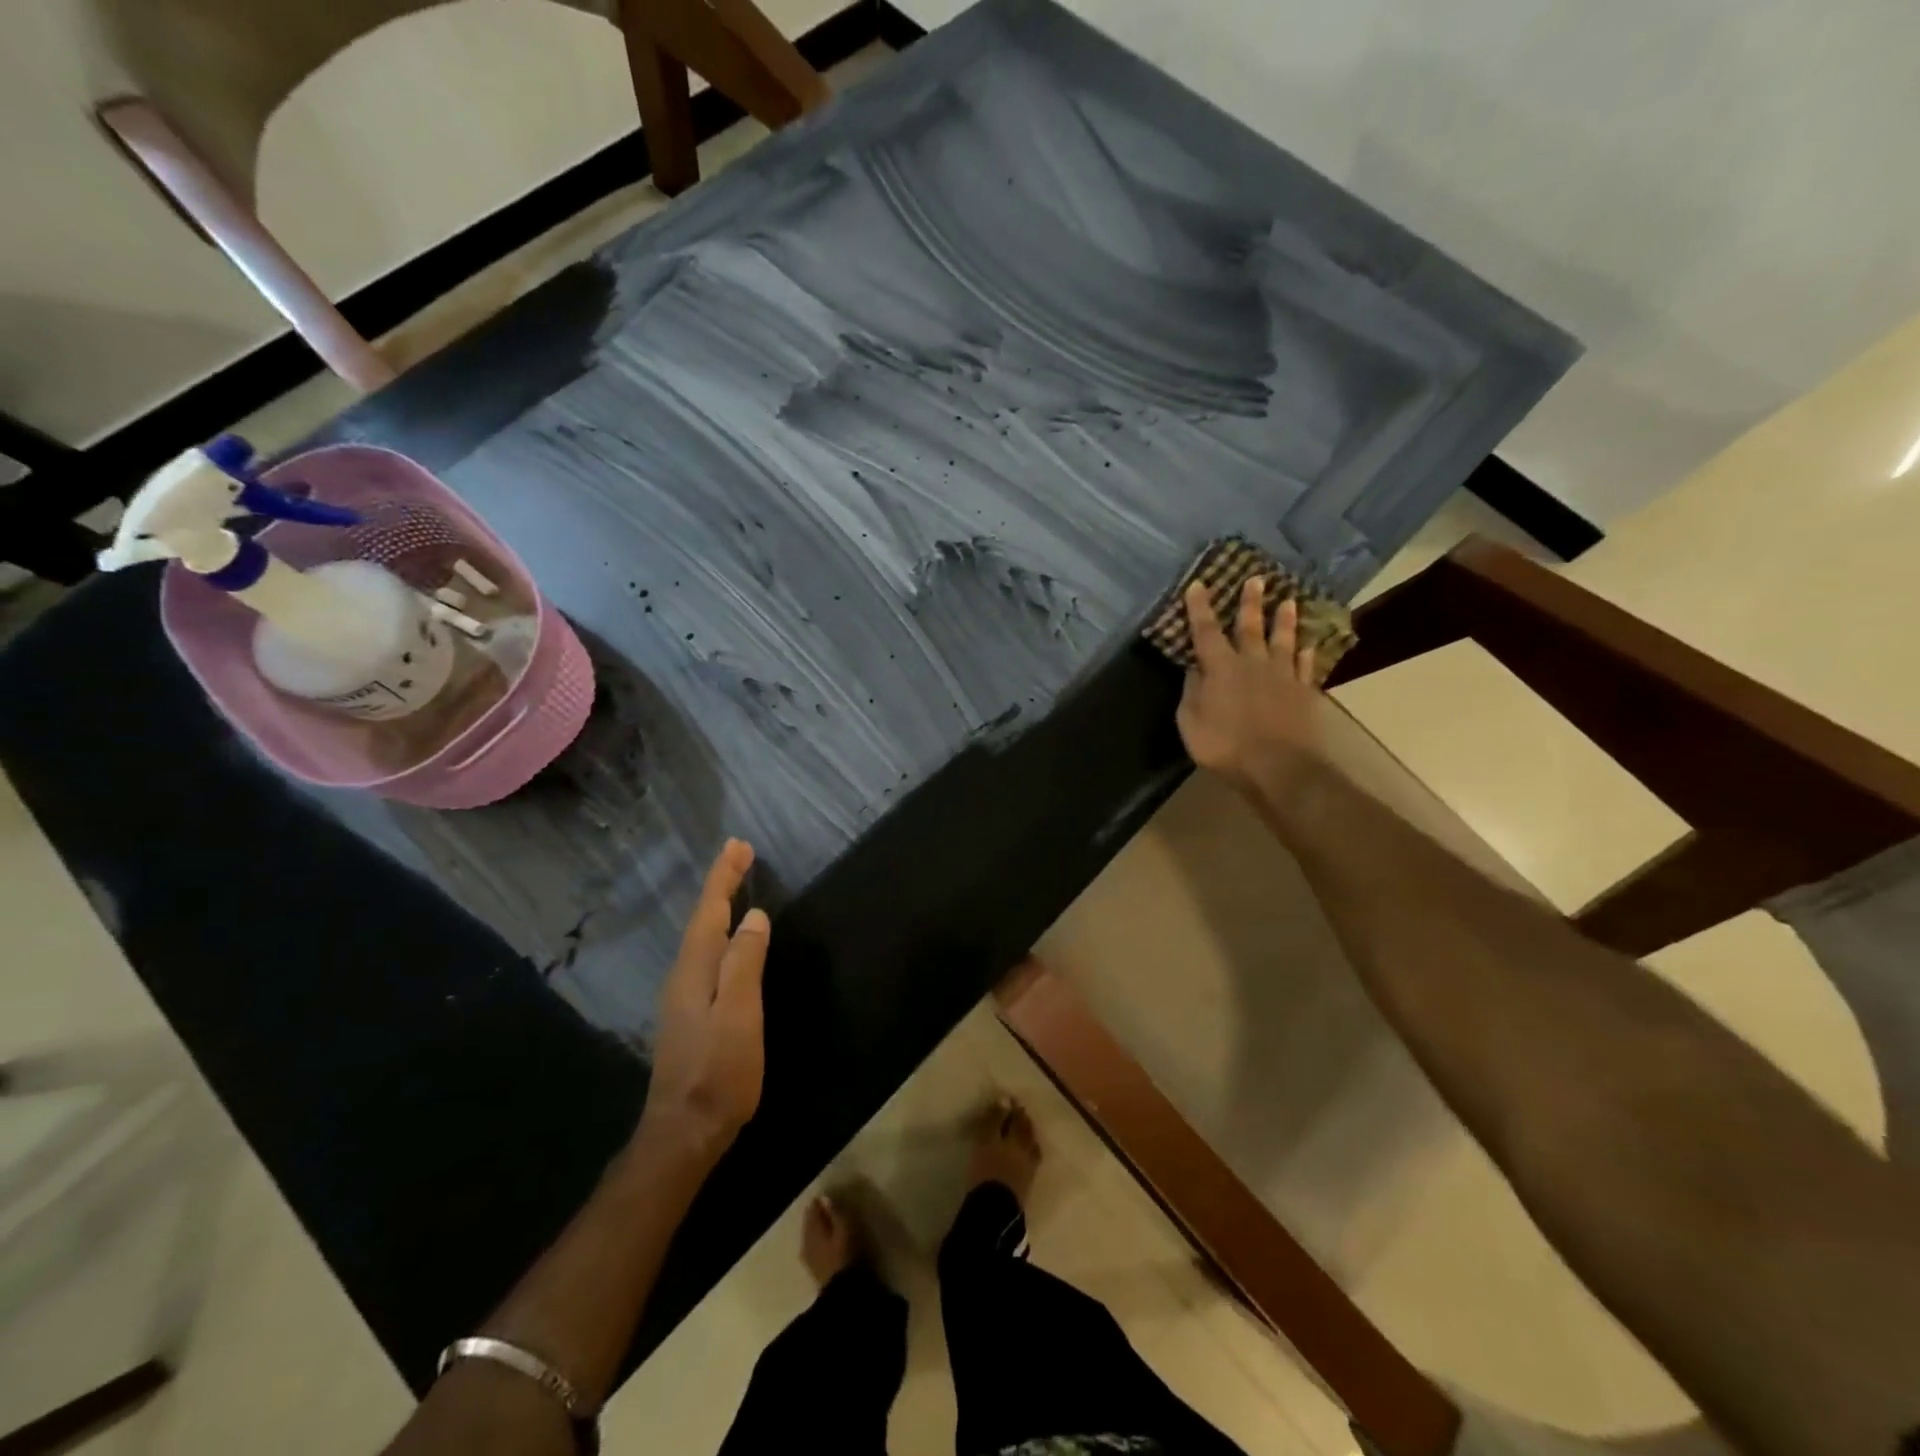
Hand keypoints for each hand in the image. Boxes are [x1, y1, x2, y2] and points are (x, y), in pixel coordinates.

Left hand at [638, 839, 770, 1164]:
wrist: (684, 1130)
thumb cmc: (718, 1070)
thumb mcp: (739, 1014)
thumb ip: (745, 963)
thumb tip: (754, 916)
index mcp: (695, 969)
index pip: (710, 911)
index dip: (724, 877)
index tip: (739, 845)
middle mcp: (684, 975)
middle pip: (702, 918)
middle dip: (720, 884)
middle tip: (739, 853)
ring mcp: (683, 995)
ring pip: (701, 936)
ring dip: (718, 905)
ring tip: (733, 884)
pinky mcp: (691, 1012)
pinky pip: (705, 954)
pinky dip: (718, 931)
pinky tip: (728, 938)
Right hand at [1175, 576, 1323, 792]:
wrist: (1278, 767)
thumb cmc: (1224, 746)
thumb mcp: (1190, 722)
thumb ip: (1191, 692)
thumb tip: (1194, 669)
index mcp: (1220, 668)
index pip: (1206, 632)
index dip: (1200, 608)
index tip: (1199, 584)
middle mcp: (1252, 664)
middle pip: (1250, 627)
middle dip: (1250, 603)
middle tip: (1256, 579)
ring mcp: (1282, 676)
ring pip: (1283, 641)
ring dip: (1284, 620)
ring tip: (1288, 601)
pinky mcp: (1303, 693)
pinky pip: (1305, 667)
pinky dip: (1306, 654)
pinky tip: (1309, 645)